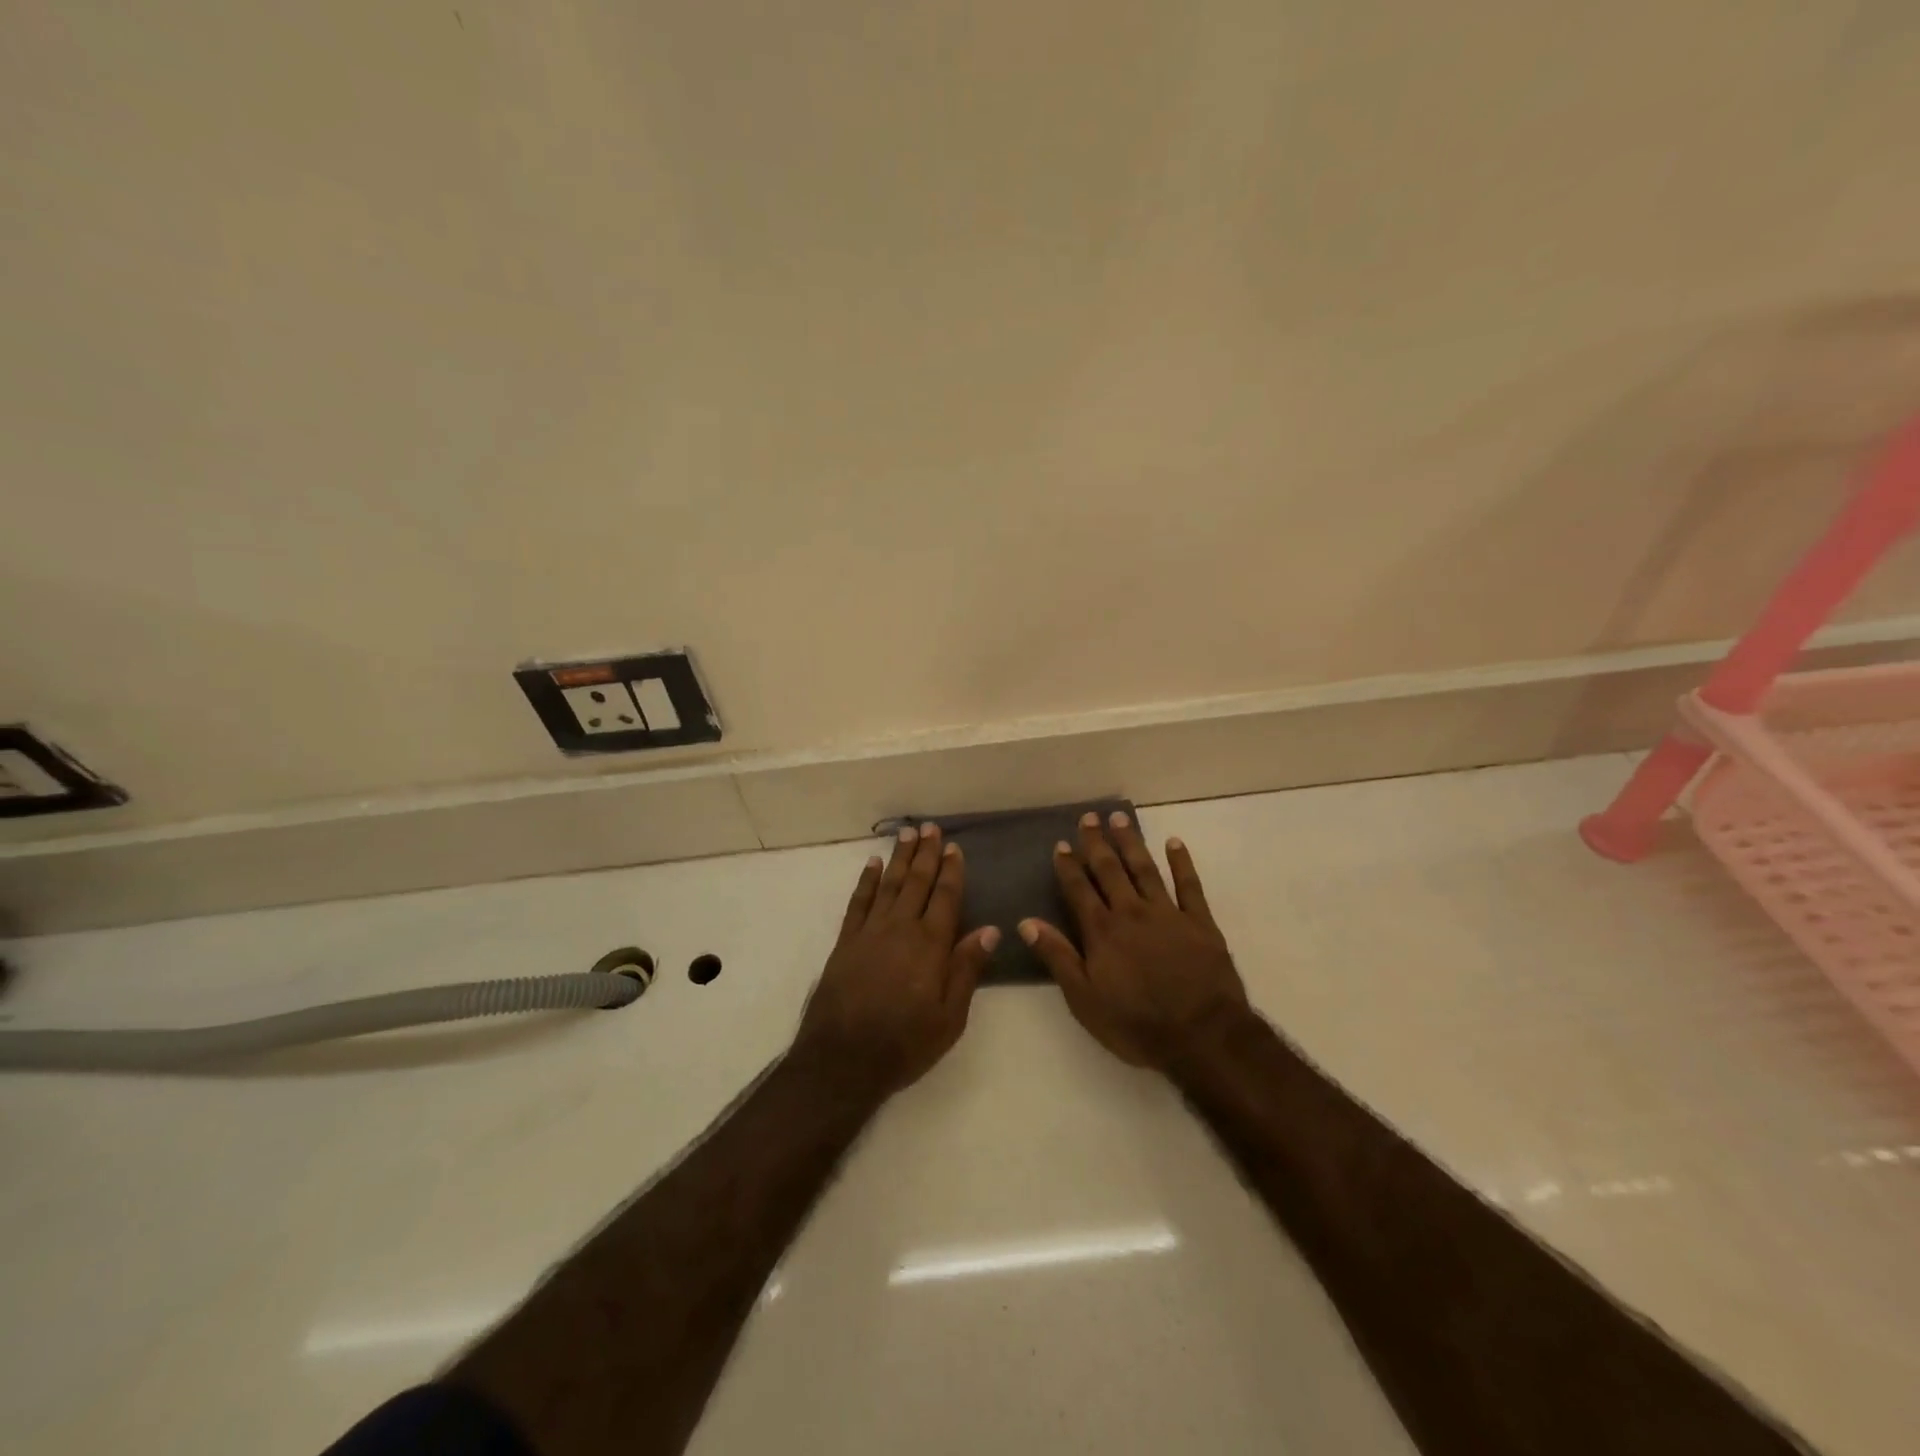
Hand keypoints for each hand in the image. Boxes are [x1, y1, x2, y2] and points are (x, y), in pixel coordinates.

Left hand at [795, 824, 998, 1097]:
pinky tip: (873, 864)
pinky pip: (859, 902)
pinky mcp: (846, 941)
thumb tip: (990, 930)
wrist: (842, 1059)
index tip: (955, 847)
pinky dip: (867, 880)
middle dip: (926, 853)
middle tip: (930, 827)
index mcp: (930, 945)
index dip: (951, 871)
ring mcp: (870, 932)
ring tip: (907, 833)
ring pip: (889, 884)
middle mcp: (901, 928)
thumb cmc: (904, 1043)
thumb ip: (967, 969)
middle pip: (917, 882)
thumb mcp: (949, 1017)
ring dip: (900, 858)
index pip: (945, 897)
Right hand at [1020, 812, 1249, 1070]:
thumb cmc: (1137, 1024)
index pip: (1079, 890)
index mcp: (1102, 931)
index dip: (1069, 866)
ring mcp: (1168, 914)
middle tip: (1090, 817)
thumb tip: (1027, 922)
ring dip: (1131, 842)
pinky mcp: (1200, 922)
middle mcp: (1132, 912)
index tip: (1062, 843)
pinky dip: (1181, 863)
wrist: (1202, 1036)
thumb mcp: (1084, 999)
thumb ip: (1057, 957)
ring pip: (1145, 869)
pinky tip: (1174, 843)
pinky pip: (1189, 885)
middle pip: (1110, 871)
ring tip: (1121, 818)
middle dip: (1098, 843)